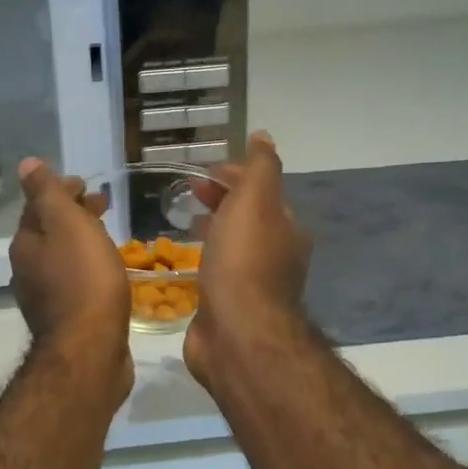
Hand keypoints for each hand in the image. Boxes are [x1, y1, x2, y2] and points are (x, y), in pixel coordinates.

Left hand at [10, 159, 132, 387]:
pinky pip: (75, 283)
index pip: (38, 205)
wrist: (90, 350)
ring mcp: (45, 298)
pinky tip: (107, 274)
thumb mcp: (66, 224)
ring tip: (110, 236)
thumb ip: (47, 193)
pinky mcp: (66, 320)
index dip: (61, 189)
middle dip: (73, 214)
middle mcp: (28, 270)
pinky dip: (88, 267)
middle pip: (49, 232)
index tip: (87, 184)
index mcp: (25, 245)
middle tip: (103, 205)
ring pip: (62, 258)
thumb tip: (26, 165)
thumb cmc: (83, 280)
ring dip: (82, 241)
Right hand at [184, 132, 313, 388]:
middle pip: (247, 218)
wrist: (236, 331)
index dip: (235, 176)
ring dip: (211, 229)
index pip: (262, 191)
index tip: (204, 172)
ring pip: (231, 246)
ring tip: (181, 221)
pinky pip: (216, 273)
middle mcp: (275, 256)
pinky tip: (182, 261)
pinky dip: (202, 259)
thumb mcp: (256, 200)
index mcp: (285, 229)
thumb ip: (261, 167)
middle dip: (221, 200)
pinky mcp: (229, 308)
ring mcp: (252, 285)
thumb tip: (263, 137)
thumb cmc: (244, 259)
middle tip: (189, 192)